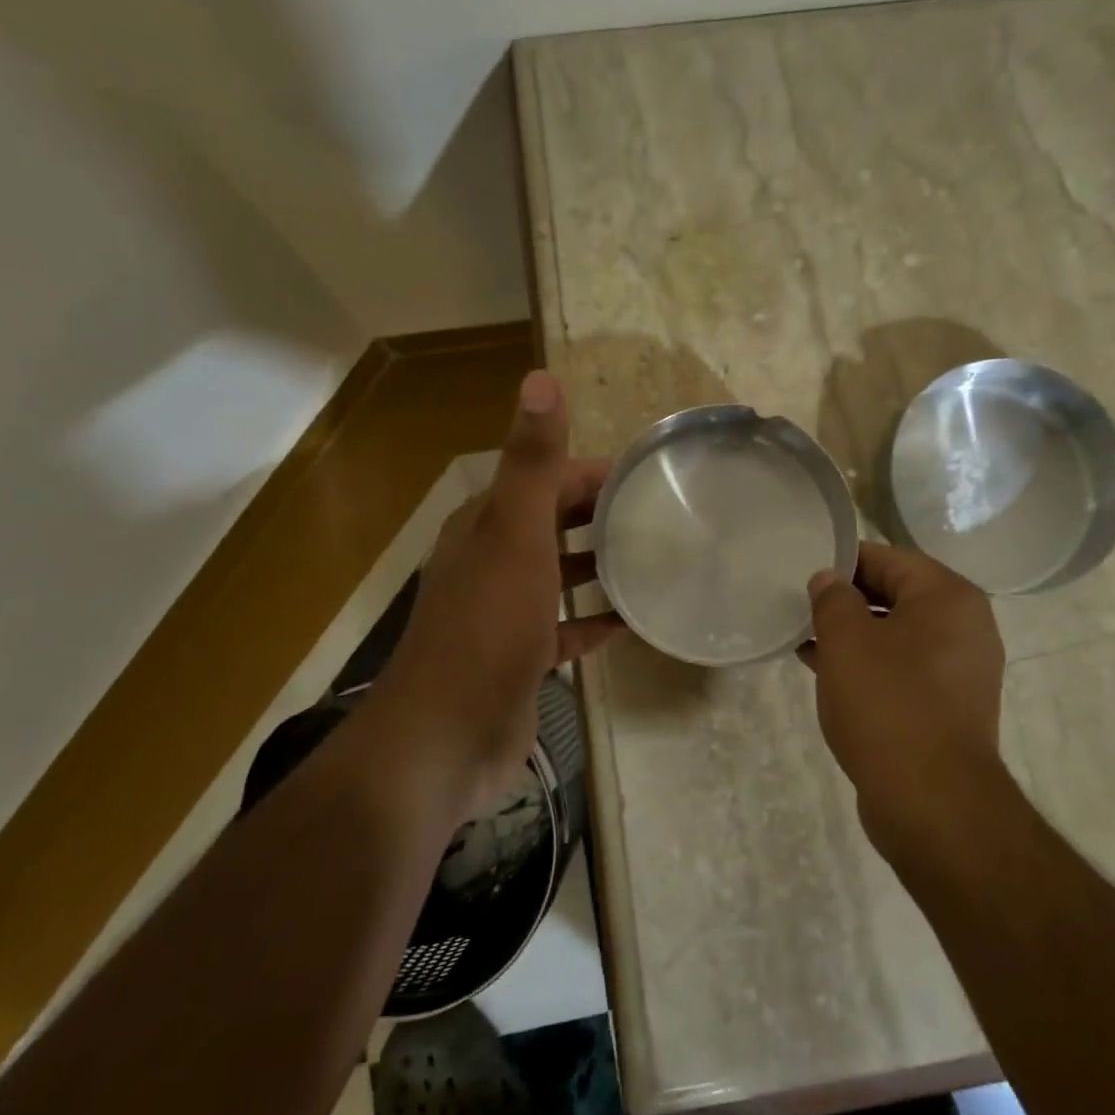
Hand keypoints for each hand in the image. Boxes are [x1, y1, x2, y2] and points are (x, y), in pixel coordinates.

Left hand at [365, 371, 624, 814]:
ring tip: (658, 562)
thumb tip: (540, 377)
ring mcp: (507, 610)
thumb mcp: (514, 535)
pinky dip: (596, 621)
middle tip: (667, 518)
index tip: (653, 476)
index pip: (548, 478)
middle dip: (604, 516)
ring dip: (601, 566)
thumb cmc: (486, 627)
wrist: (447, 736)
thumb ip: (532, 461)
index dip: (596, 472)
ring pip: (561, 574)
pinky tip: (633, 621)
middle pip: (556, 523)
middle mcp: (493, 559)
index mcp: (488, 524)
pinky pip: (567, 627)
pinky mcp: (521, 655)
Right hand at [799, 542, 1006, 847]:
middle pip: (896, 595)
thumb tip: (829, 579)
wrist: (932, 803)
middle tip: (800, 608)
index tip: (804, 574)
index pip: (890, 558)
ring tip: (806, 641)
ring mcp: (960, 670)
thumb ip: (833, 599)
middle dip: (846, 601)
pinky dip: (868, 666)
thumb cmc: (888, 705)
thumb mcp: (847, 640)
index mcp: (949, 598)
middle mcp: (965, 627)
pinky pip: (902, 670)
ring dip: (853, 636)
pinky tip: (828, 675)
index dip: (843, 561)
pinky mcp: (948, 707)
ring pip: (896, 636)